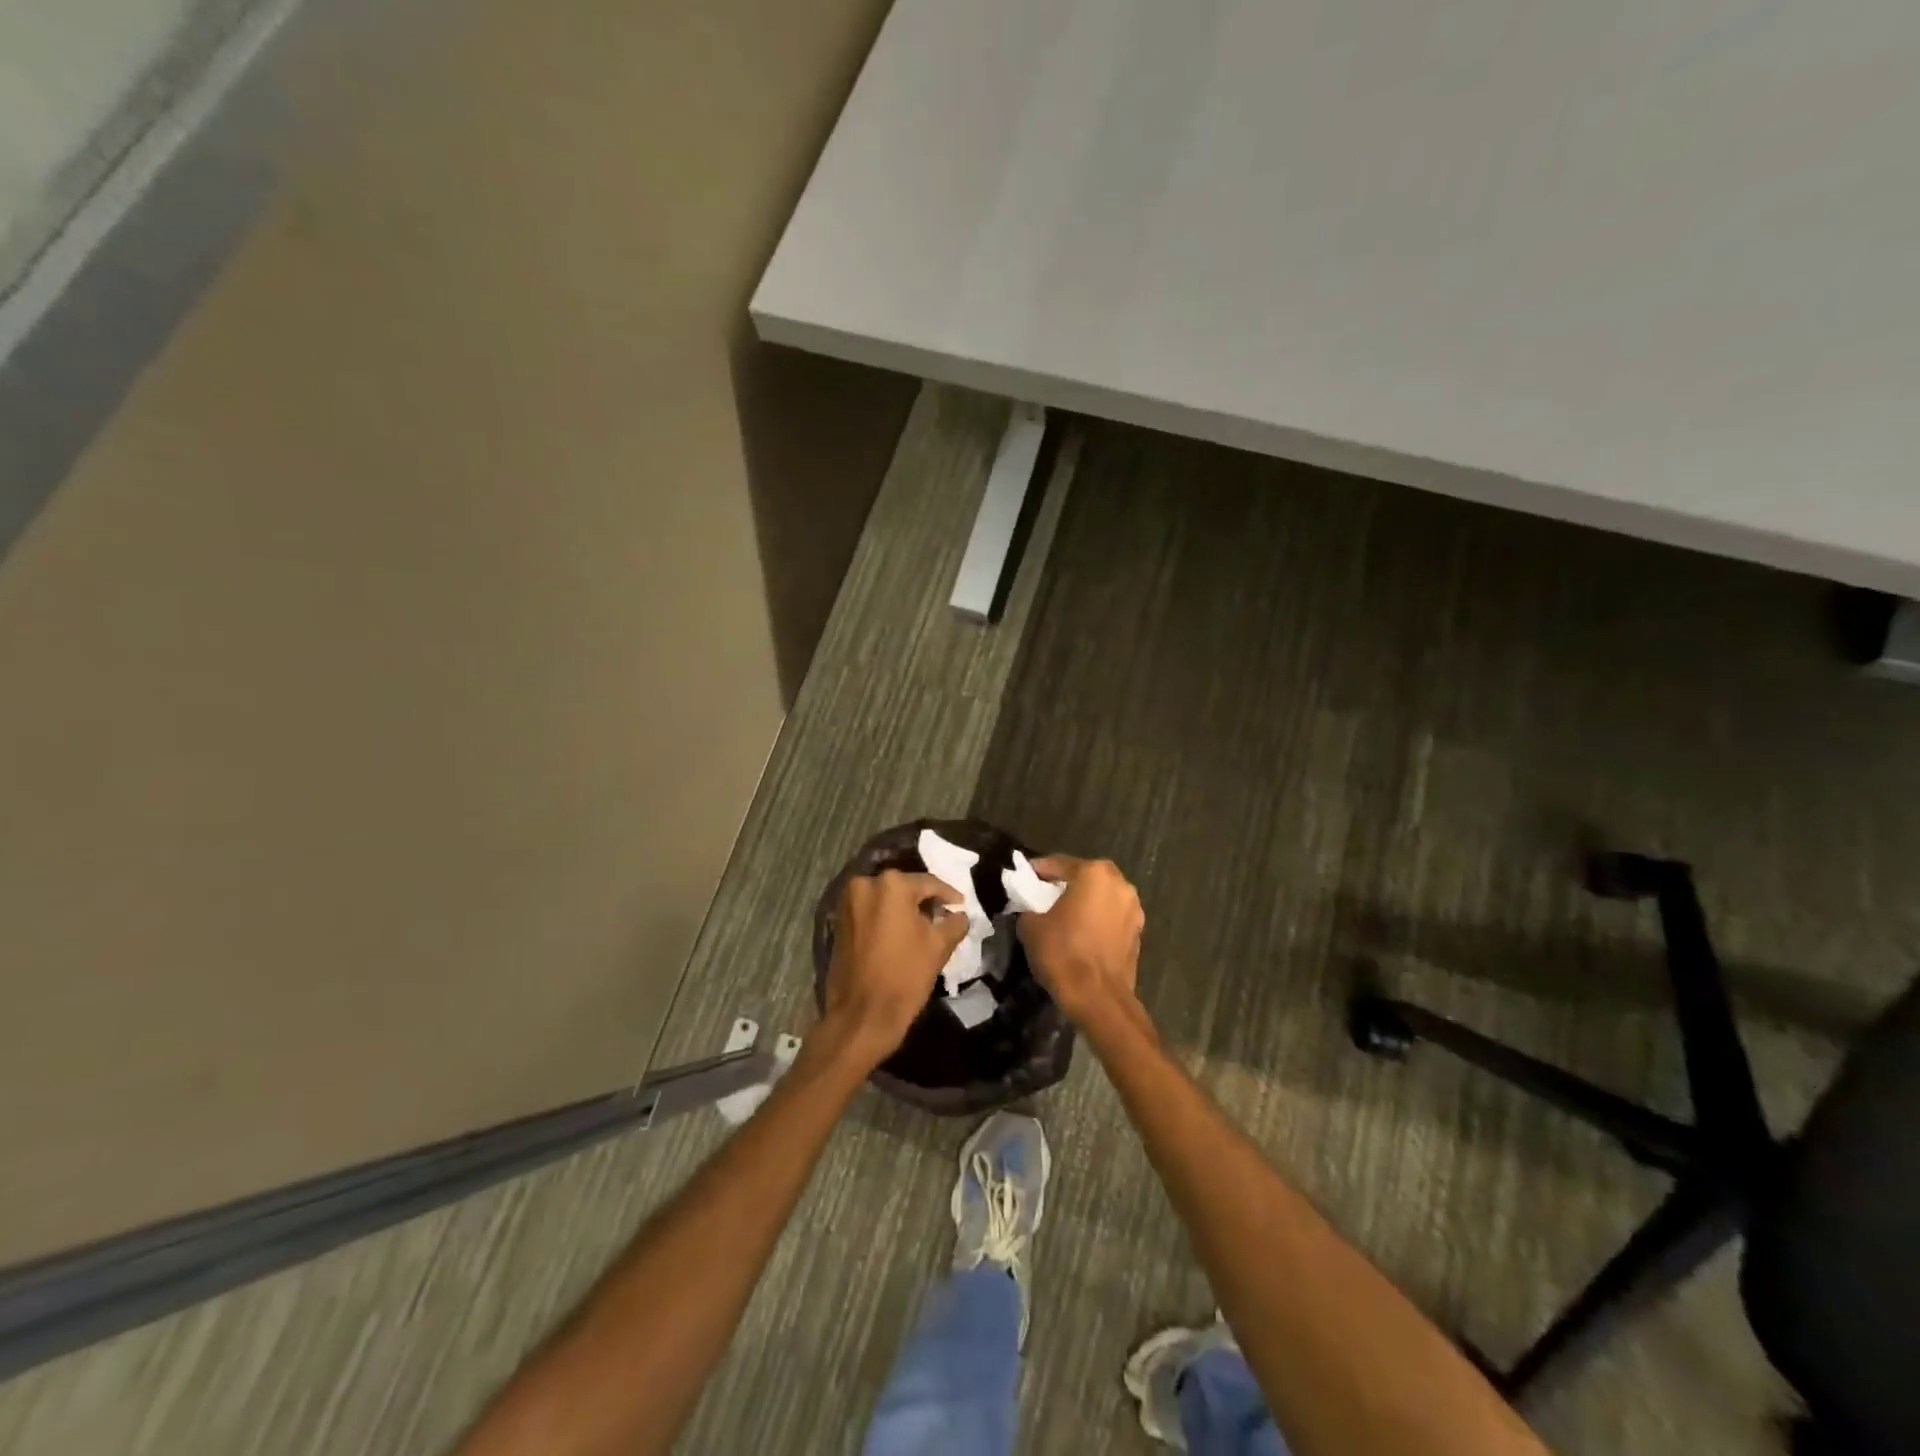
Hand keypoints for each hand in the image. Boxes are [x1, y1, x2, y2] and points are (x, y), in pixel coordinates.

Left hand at [822, 870, 967, 1068]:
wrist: (862, 1015)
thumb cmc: (904, 976)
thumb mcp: (938, 946)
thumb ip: (954, 922)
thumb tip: (959, 914)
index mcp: (891, 885)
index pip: (929, 883)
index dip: (949, 895)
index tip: (962, 906)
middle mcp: (865, 884)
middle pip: (905, 888)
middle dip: (924, 901)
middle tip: (944, 915)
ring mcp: (847, 902)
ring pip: (886, 899)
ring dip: (904, 909)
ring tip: (924, 926)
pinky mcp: (839, 921)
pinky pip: (870, 911)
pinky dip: (886, 918)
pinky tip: (901, 934)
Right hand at [1016, 856, 1144, 1022]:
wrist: (1098, 999)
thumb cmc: (1063, 954)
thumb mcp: (1031, 927)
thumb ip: (1030, 909)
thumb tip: (1032, 910)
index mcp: (1093, 874)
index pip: (1060, 864)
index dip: (1039, 870)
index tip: (1024, 877)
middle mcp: (1119, 884)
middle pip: (1086, 876)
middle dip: (1067, 883)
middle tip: (1045, 895)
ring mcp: (1134, 909)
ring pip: (1102, 897)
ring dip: (1085, 902)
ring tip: (1064, 915)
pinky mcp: (1138, 933)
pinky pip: (1112, 917)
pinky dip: (1098, 920)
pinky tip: (1082, 934)